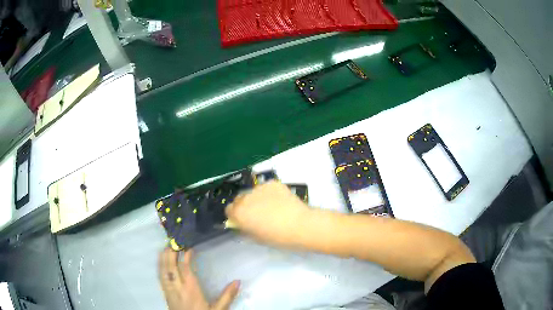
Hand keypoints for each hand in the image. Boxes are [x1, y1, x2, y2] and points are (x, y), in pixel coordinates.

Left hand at [159, 248, 239, 309]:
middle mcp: (178, 288)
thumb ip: (227, 296)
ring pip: (164, 271)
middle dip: (171, 253)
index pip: (186, 268)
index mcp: (191, 290)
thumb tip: (238, 281)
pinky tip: (161, 263)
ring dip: (164, 258)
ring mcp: (170, 291)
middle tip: (174, 241)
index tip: (189, 246)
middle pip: (171, 267)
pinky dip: (160, 268)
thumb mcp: (218, 309)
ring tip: (166, 247)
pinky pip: (160, 278)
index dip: (186, 255)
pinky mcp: (166, 295)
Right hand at [225, 181, 310, 245]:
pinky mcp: (272, 183)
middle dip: (245, 205)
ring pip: (253, 192)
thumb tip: (242, 224)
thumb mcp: (256, 238)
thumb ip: (245, 229)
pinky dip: (270, 193)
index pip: (229, 209)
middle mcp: (245, 198)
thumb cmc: (277, 237)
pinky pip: (266, 187)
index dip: (236, 215)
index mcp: (239, 213)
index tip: (244, 220)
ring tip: (273, 207)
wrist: (300, 225)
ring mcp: (259, 188)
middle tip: (258, 214)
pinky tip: (281, 202)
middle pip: (239, 199)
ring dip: (258, 198)